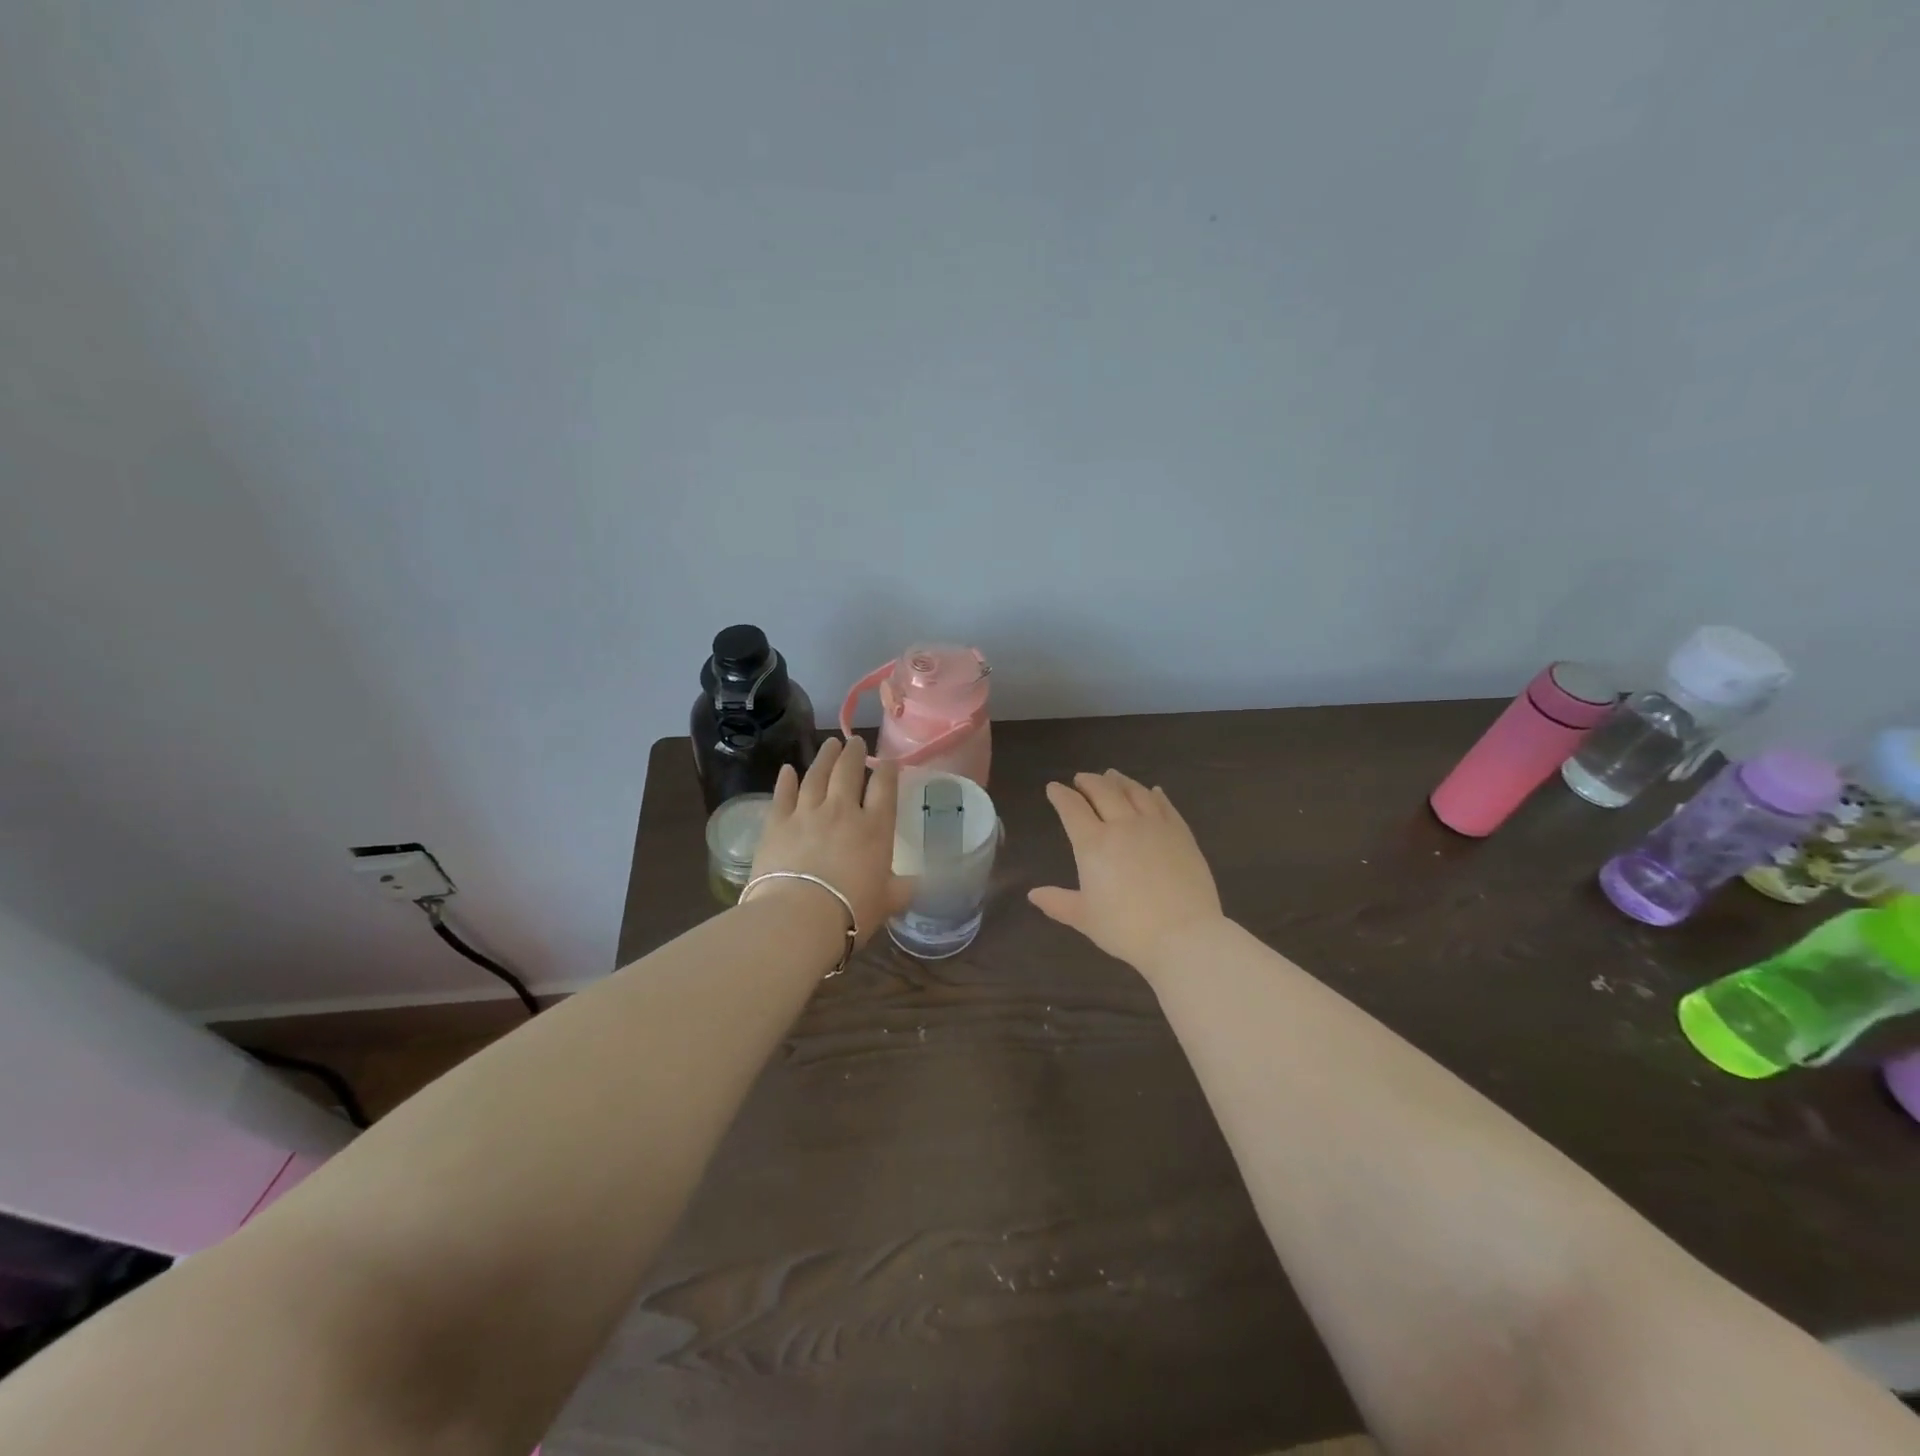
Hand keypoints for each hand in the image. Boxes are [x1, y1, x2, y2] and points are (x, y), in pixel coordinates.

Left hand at [751, 736, 913, 945]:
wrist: (799, 917)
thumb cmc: (851, 911)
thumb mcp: (888, 902)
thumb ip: (903, 889)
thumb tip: (919, 884)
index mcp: (875, 828)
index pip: (884, 788)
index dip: (887, 771)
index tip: (889, 761)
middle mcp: (842, 811)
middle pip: (848, 772)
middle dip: (854, 754)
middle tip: (855, 742)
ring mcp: (807, 813)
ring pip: (816, 775)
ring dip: (824, 757)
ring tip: (829, 744)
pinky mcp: (777, 823)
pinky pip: (782, 794)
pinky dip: (785, 780)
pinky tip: (787, 769)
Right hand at [1029, 770, 1224, 969]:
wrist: (1183, 935)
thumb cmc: (1126, 929)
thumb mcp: (1085, 918)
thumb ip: (1058, 902)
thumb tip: (1033, 895)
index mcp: (1093, 844)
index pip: (1072, 808)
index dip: (1060, 796)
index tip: (1054, 788)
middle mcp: (1122, 825)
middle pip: (1103, 791)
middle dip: (1089, 781)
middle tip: (1082, 778)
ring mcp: (1155, 826)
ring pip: (1135, 792)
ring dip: (1120, 781)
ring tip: (1113, 775)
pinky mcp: (1181, 834)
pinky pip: (1165, 806)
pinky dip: (1155, 795)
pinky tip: (1154, 791)